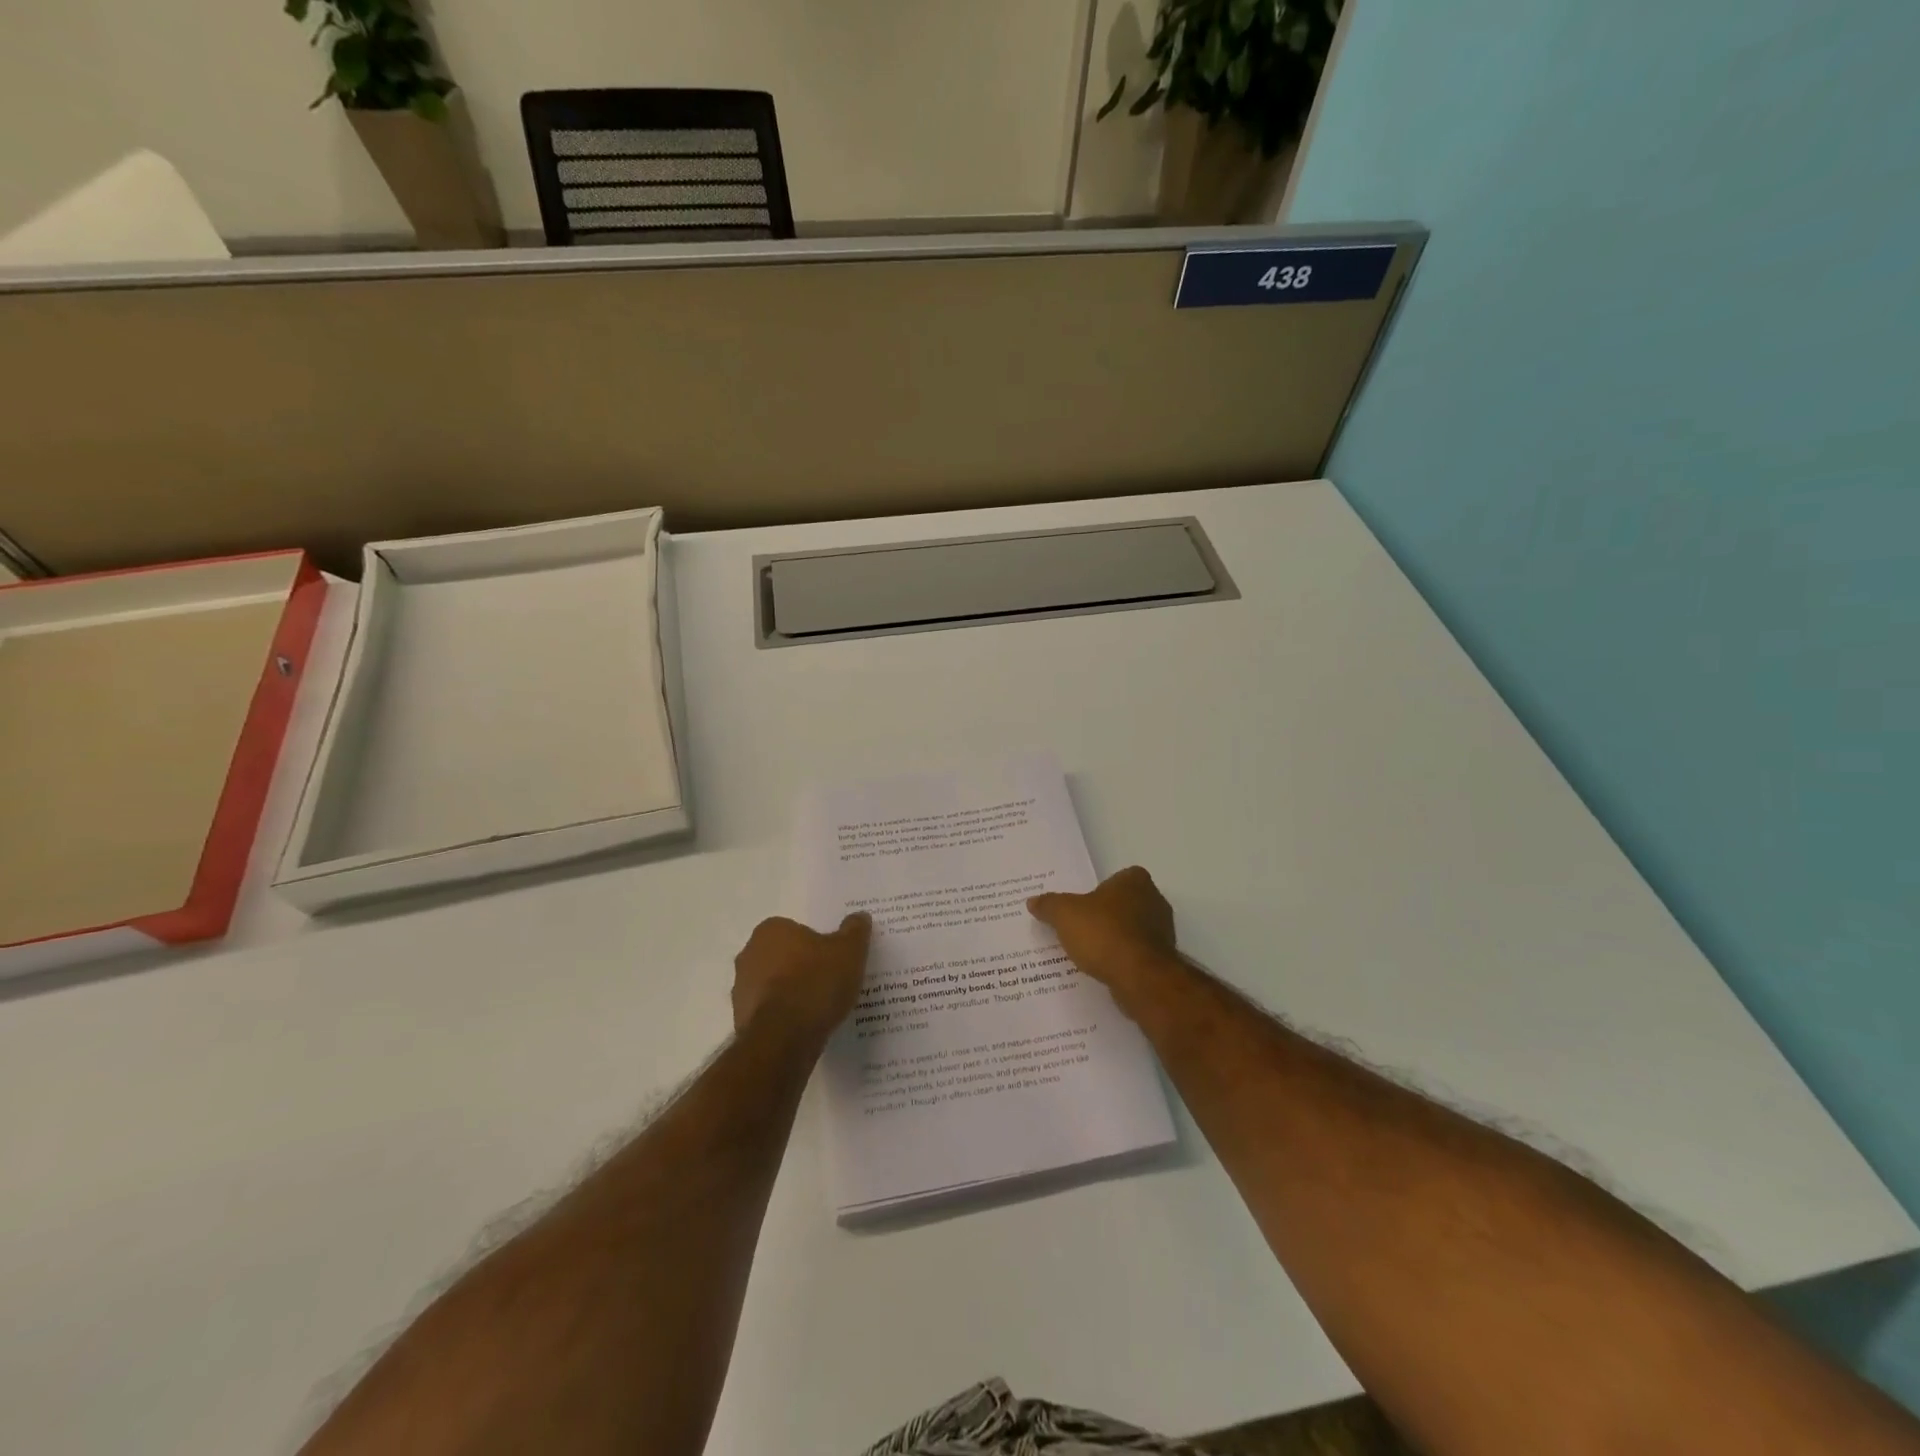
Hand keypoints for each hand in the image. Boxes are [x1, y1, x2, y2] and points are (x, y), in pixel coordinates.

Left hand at [731, 913, 871, 1042]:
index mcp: (771, 930)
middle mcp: (749, 954)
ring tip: (821, 1007)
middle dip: (802, 967)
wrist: (784, 1039)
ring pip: (774, 985)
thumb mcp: (849, 951)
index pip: (796, 930)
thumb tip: (859, 916)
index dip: (816, 944)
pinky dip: (785, 1017)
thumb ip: (854, 931)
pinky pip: (770, 1013)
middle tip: (830, 980)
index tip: (834, 959)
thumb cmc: (815, 983)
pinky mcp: (741, 1021)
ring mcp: (741, 989)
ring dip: (792, 993)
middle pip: (783, 956)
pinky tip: (806, 1026)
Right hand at [1028, 866, 1177, 1002]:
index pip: (1117, 878)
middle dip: (1105, 915)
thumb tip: (1033, 901)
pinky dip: (1122, 959)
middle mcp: (1155, 901)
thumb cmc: (1104, 933)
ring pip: (1131, 930)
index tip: (1081, 904)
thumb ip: (1049, 905)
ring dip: (1114, 939)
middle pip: (1124, 904)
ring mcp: (1163, 932)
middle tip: (1079, 927)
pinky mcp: (1162, 960)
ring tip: (1088, 952)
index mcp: (1135, 881)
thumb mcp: (1065, 914)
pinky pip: (1136, 954)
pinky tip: (1103, 969)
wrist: (1140, 978)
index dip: (1099, 890)